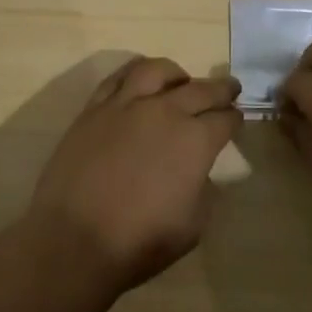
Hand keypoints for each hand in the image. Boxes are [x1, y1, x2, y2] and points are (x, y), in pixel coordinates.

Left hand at [24, 57, 240, 296]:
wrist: (75, 239)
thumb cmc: (140, 241)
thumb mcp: (193, 225)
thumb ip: (203, 188)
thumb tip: (198, 169)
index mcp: (195, 140)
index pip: (224, 119)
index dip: (235, 119)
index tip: (237, 119)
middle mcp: (164, 111)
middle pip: (200, 89)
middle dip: (220, 89)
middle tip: (229, 89)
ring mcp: (125, 105)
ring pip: (156, 70)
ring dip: (176, 74)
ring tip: (180, 81)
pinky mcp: (94, 108)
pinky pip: (117, 77)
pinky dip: (134, 73)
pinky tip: (139, 80)